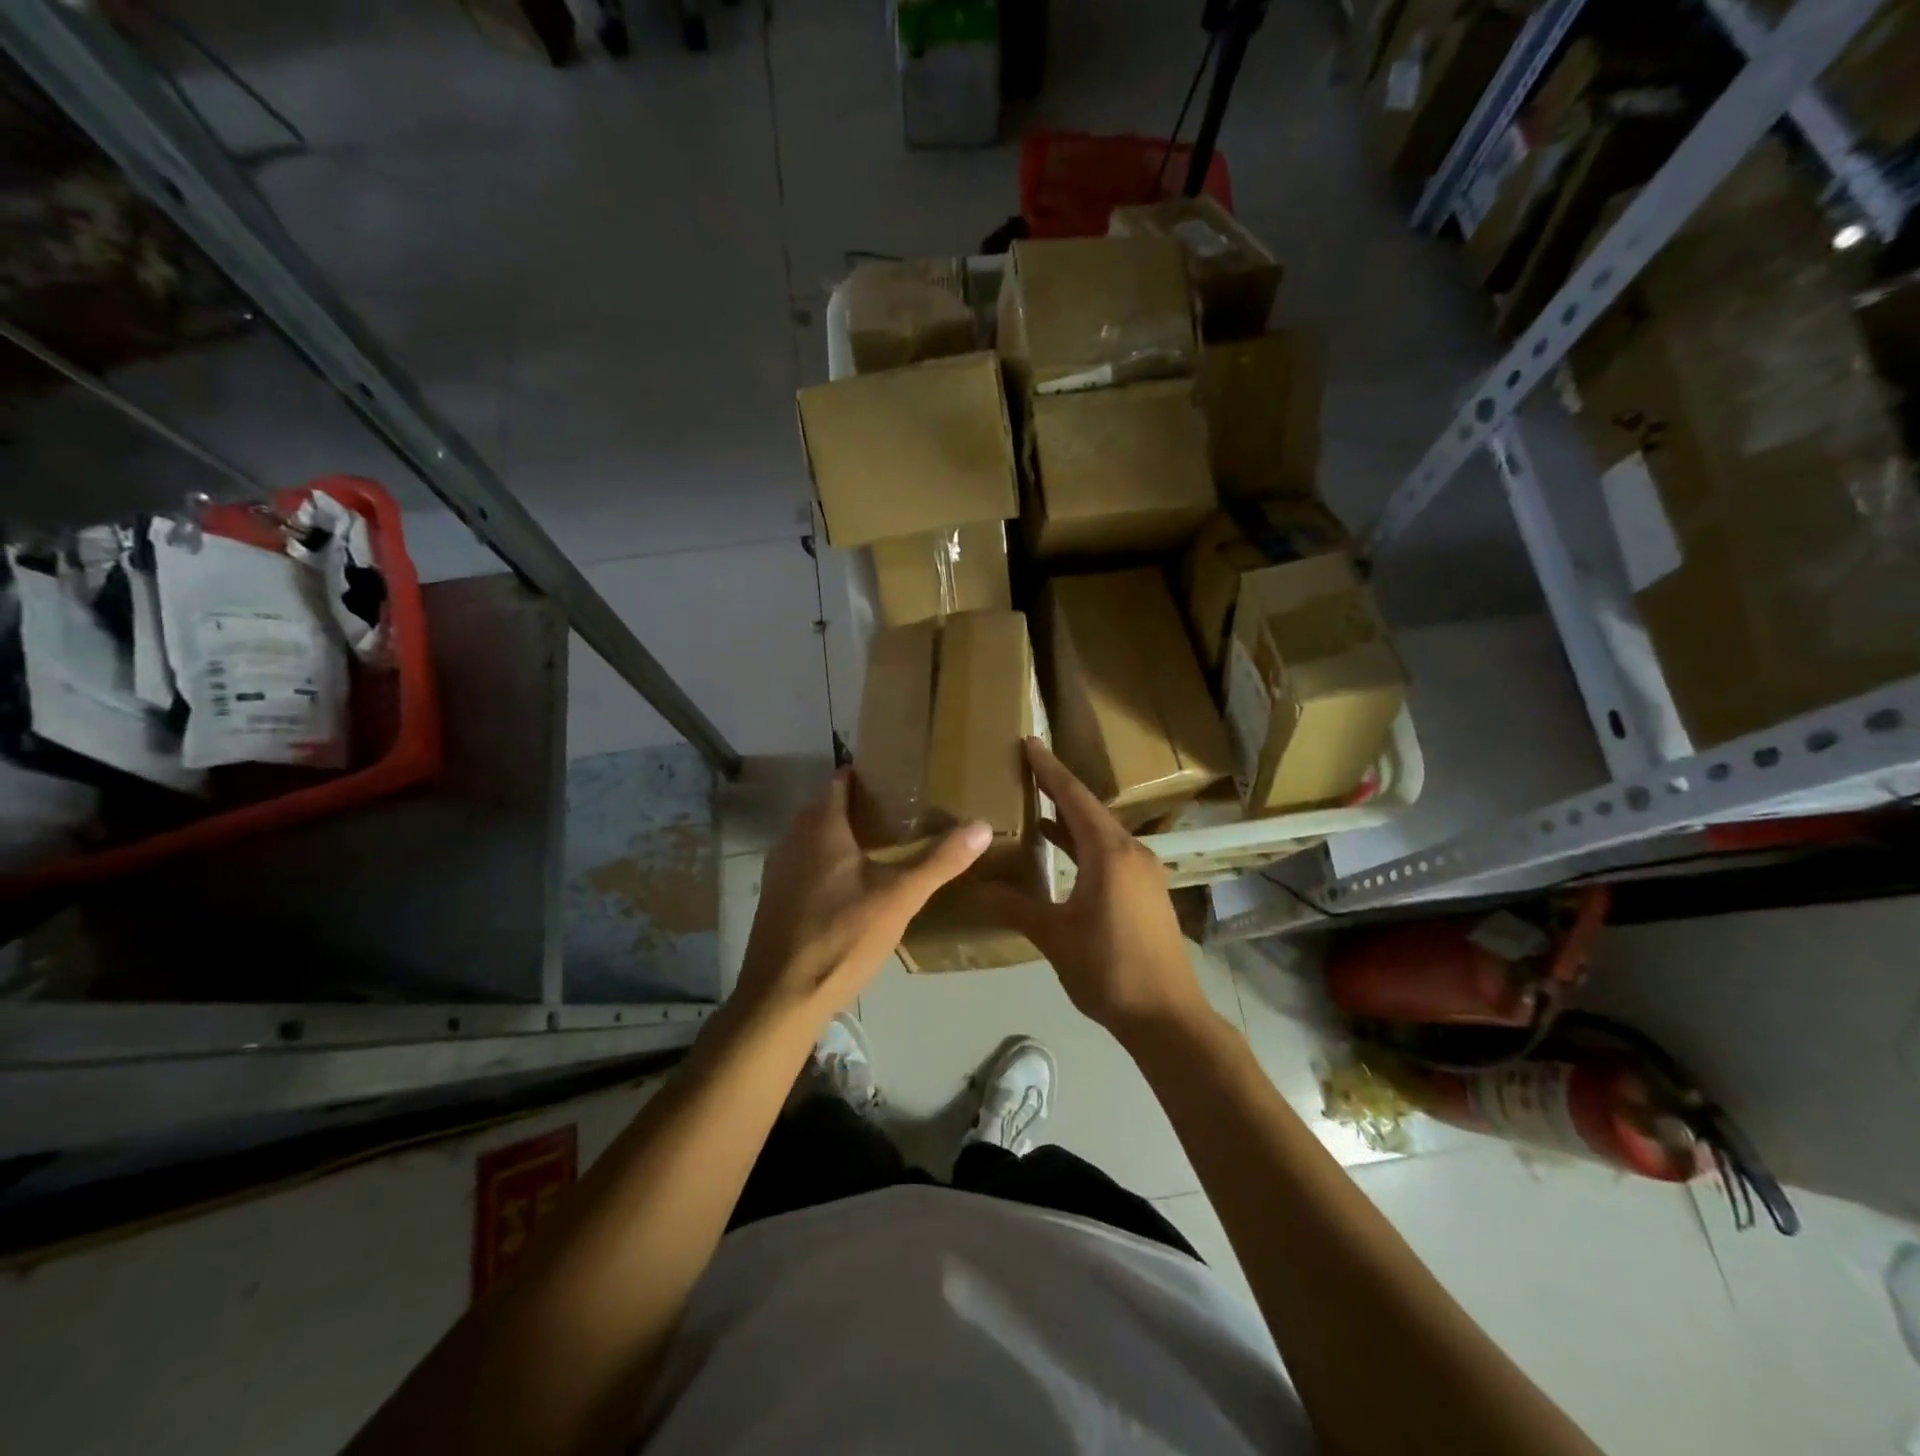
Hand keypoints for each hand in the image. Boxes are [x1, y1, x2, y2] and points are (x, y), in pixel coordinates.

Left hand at [733, 769, 990, 1031]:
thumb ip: (940, 861)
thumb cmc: (842, 936)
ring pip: (813, 839)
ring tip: (880, 847)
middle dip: (858, 806)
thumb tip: (982, 825)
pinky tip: (851, 887)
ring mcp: (778, 871)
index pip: (840, 781)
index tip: (896, 778)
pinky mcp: (775, 900)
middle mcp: (792, 840)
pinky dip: (827, 864)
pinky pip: (804, 865)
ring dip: (841, 837)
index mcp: (820, 828)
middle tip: (899, 813)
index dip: (866, 775)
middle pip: (826, 809)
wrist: (783, 996)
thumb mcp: (900, 897)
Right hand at [974, 739, 1214, 1044]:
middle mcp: (1131, 852)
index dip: (1050, 769)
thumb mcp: (1054, 936)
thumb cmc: (1108, 969)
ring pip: (1101, 833)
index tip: (1030, 742)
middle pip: (1089, 810)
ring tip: (1035, 806)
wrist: (1167, 1016)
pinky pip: (1110, 853)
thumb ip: (1015, 906)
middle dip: (1058, 789)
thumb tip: (976, 886)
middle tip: (1027, 769)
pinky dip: (1083, 845)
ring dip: (1070, 819)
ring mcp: (1143, 873)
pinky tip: (1061, 852)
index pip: (1074, 798)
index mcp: (1110, 853)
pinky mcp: (1146, 892)